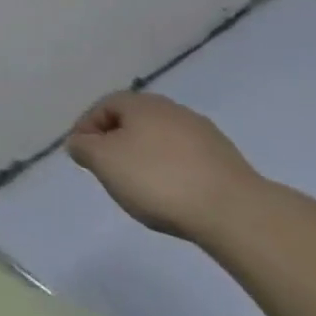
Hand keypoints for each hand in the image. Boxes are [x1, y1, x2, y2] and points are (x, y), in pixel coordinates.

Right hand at [65, 92, 262, 240]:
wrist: (236, 213)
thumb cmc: (158, 179)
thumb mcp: (103, 162)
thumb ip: (83, 147)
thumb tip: (80, 142)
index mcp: (140, 103)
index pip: (103, 107)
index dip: (87, 129)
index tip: (82, 156)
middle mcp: (172, 109)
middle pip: (134, 122)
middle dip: (117, 143)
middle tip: (109, 170)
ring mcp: (204, 134)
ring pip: (162, 141)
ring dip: (147, 158)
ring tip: (142, 188)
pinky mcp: (228, 161)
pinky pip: (187, 160)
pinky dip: (174, 172)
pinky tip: (175, 196)